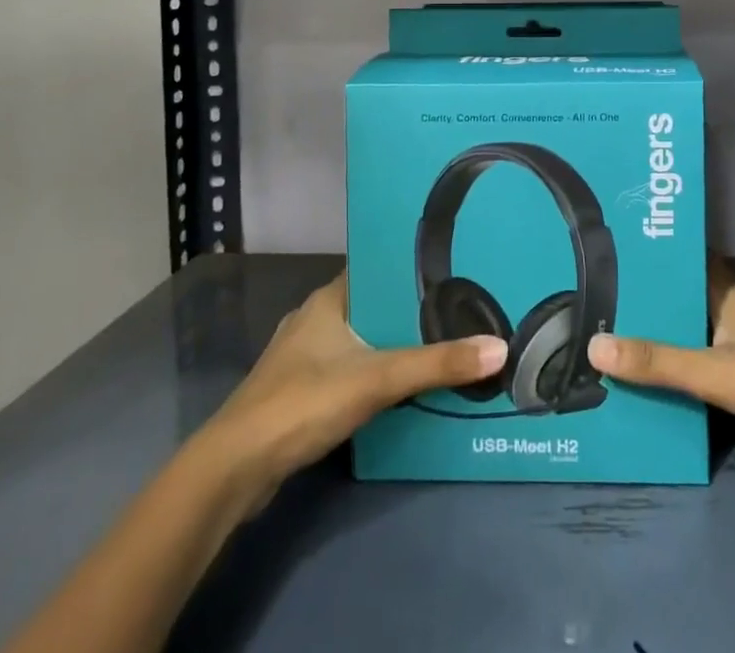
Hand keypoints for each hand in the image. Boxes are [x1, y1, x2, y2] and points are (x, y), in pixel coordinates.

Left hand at [198, 272, 505, 490]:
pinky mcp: (302, 394)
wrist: (235, 470)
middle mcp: (316, 319)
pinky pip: (350, 371)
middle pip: (374, 305)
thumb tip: (500, 348)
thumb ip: (437, 364)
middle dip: (411, 310)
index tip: (453, 265)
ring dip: (394, 345)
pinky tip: (403, 389)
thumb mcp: (378, 378)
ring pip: (362, 341)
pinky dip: (376, 375)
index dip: (412, 266)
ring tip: (441, 345)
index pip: (377, 267)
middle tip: (460, 309)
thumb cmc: (304, 402)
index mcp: (329, 298)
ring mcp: (305, 358)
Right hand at [585, 257, 734, 489]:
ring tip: (626, 345)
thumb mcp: (719, 374)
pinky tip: (677, 383)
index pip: (681, 260)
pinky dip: (698, 364)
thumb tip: (593, 346)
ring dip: (674, 336)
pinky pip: (722, 356)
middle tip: (602, 310)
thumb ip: (660, 364)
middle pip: (688, 295)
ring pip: (704, 327)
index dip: (649, 257)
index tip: (607, 258)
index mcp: (727, 290)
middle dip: (652, 303)